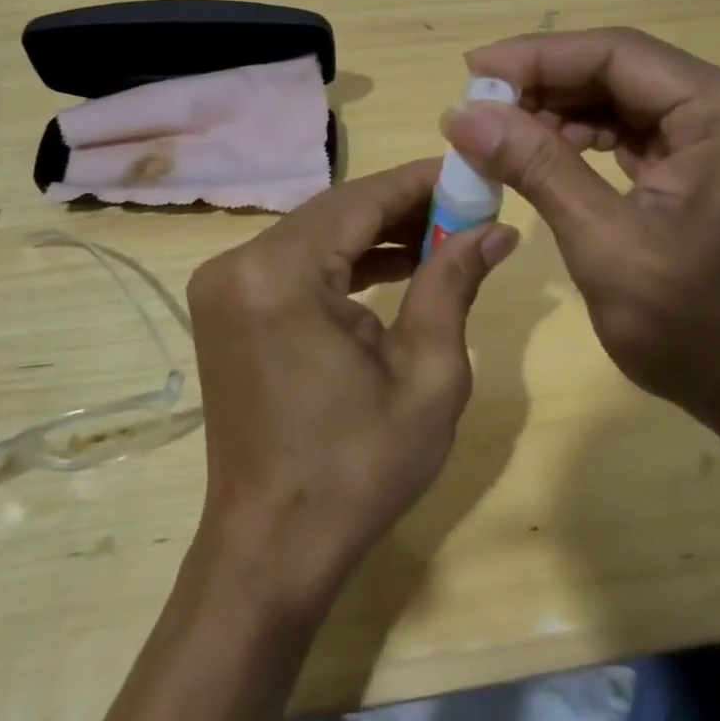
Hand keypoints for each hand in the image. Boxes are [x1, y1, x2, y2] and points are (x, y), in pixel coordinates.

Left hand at [185, 159, 517, 616]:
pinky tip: (392, 266)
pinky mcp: (226, 308)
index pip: (360, 199)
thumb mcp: (428, 375)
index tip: (472, 172)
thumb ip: (453, 284)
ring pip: (315, 233)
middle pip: (335, 211)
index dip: (420, 182)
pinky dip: (342, 261)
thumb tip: (495, 229)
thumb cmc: (358, 470)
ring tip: (441, 237)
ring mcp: (224, 286)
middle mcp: (239, 265)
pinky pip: (294, 263)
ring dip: (375, 233)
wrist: (272, 547)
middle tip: (466, 208)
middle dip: (402, 206)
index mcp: (280, 276)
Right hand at [443, 27, 719, 434]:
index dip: (537, 57)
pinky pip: (647, 133)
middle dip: (547, 89)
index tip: (470, 71)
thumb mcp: (607, 246)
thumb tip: (462, 115)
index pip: (619, 54)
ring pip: (631, 101)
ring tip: (501, 135)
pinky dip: (593, 141)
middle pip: (625, 73)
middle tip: (476, 110)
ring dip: (565, 115)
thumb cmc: (702, 333)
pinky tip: (548, 154)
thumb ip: (537, 168)